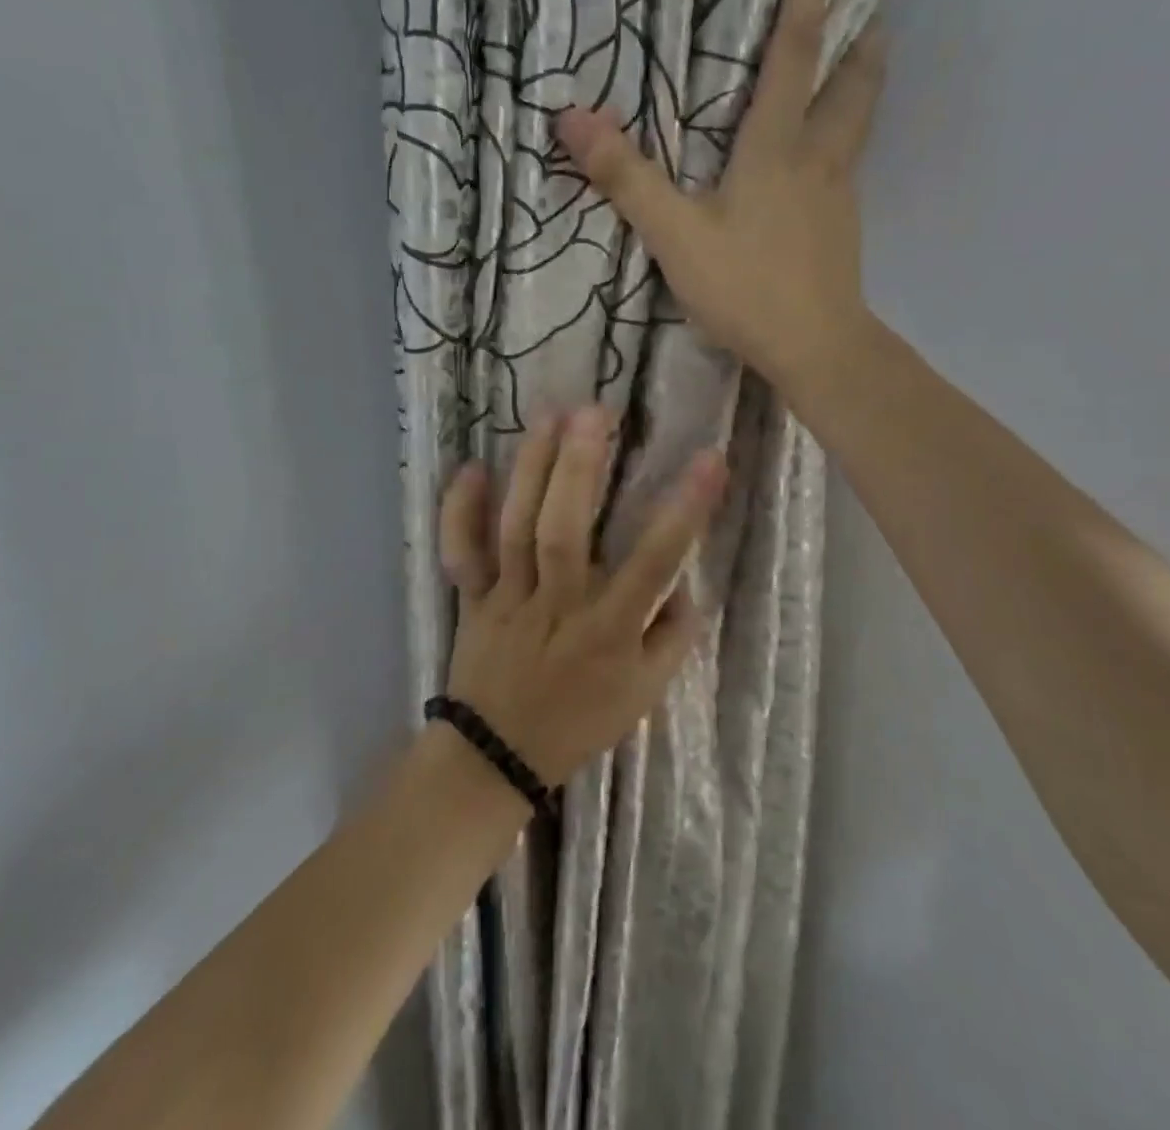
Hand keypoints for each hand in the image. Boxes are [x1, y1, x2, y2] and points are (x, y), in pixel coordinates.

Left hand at [437, 406, 727, 787]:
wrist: (498, 757)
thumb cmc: (579, 721)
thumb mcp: (645, 694)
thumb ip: (672, 636)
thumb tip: (685, 581)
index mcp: (608, 631)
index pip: (654, 563)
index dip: (685, 511)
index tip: (710, 458)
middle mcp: (556, 606)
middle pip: (564, 531)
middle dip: (580, 469)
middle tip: (595, 411)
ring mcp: (507, 598)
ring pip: (515, 528)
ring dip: (531, 469)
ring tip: (549, 415)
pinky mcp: (472, 598)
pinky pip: (460, 553)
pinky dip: (459, 511)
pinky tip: (472, 466)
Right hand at [554, 0, 886, 392]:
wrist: (817, 349)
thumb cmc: (748, 287)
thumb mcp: (675, 236)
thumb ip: (627, 179)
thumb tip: (571, 118)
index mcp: (779, 144)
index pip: (797, 43)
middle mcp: (819, 157)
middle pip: (852, 79)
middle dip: (860, 31)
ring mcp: (838, 194)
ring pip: (858, 123)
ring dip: (861, 82)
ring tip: (856, 60)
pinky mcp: (842, 230)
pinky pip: (847, 166)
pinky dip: (842, 140)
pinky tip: (822, 160)